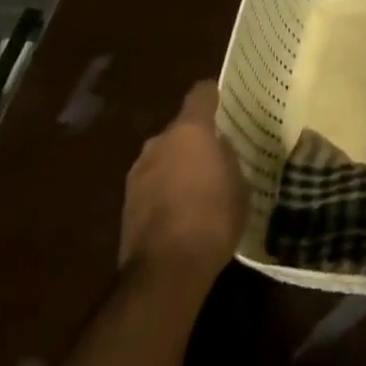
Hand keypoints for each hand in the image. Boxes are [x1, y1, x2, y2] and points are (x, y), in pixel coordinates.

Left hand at [118, 80, 246, 294]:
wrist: (165, 271)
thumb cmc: (213, 219)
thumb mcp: (239, 185)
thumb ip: (228, 158)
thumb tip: (219, 148)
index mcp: (190, 130)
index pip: (201, 94)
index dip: (212, 96)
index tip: (223, 103)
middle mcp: (159, 142)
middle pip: (179, 129)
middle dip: (194, 140)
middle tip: (213, 157)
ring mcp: (138, 172)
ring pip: (163, 157)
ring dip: (176, 166)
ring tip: (195, 189)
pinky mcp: (126, 203)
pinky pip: (151, 184)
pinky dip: (163, 191)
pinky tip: (178, 213)